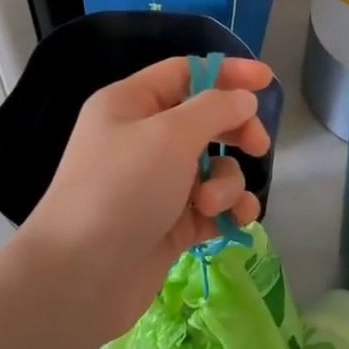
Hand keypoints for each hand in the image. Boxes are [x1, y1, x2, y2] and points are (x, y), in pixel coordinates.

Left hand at [18, 56, 273, 339]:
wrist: (81, 275)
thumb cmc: (122, 190)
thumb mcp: (170, 136)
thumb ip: (215, 109)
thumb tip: (243, 100)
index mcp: (130, 105)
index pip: (185, 73)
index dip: (227, 73)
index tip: (266, 82)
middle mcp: (142, 140)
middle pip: (205, 121)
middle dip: (235, 132)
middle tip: (257, 147)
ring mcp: (156, 185)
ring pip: (213, 168)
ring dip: (226, 182)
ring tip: (209, 204)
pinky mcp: (169, 224)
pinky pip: (212, 206)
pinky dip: (228, 210)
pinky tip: (239, 220)